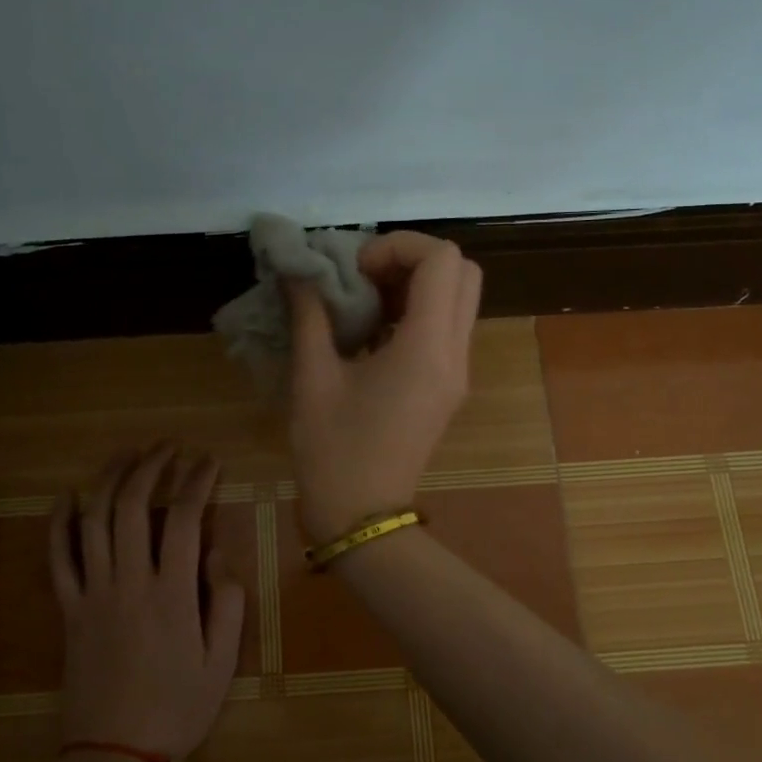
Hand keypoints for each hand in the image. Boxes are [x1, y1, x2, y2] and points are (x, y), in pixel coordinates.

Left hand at [49, 447, 245, 759]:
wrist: (114, 757)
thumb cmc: (177, 710)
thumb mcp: (222, 663)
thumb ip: (227, 603)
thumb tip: (216, 553)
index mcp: (173, 594)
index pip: (184, 518)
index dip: (197, 481)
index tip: (209, 461)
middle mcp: (129, 583)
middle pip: (133, 506)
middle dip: (152, 467)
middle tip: (168, 447)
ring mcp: (93, 593)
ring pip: (94, 521)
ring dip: (109, 480)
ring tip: (127, 454)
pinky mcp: (68, 610)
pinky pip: (57, 558)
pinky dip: (59, 523)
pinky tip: (66, 497)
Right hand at [287, 231, 482, 539]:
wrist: (362, 515)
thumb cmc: (332, 450)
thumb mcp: (312, 378)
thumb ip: (309, 315)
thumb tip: (299, 271)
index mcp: (426, 348)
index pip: (441, 260)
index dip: (398, 246)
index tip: (354, 271)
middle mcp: (454, 353)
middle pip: (462, 271)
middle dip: (413, 259)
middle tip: (365, 278)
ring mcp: (458, 371)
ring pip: (459, 297)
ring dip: (416, 284)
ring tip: (367, 301)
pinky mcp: (449, 385)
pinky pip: (447, 326)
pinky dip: (417, 310)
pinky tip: (374, 329)